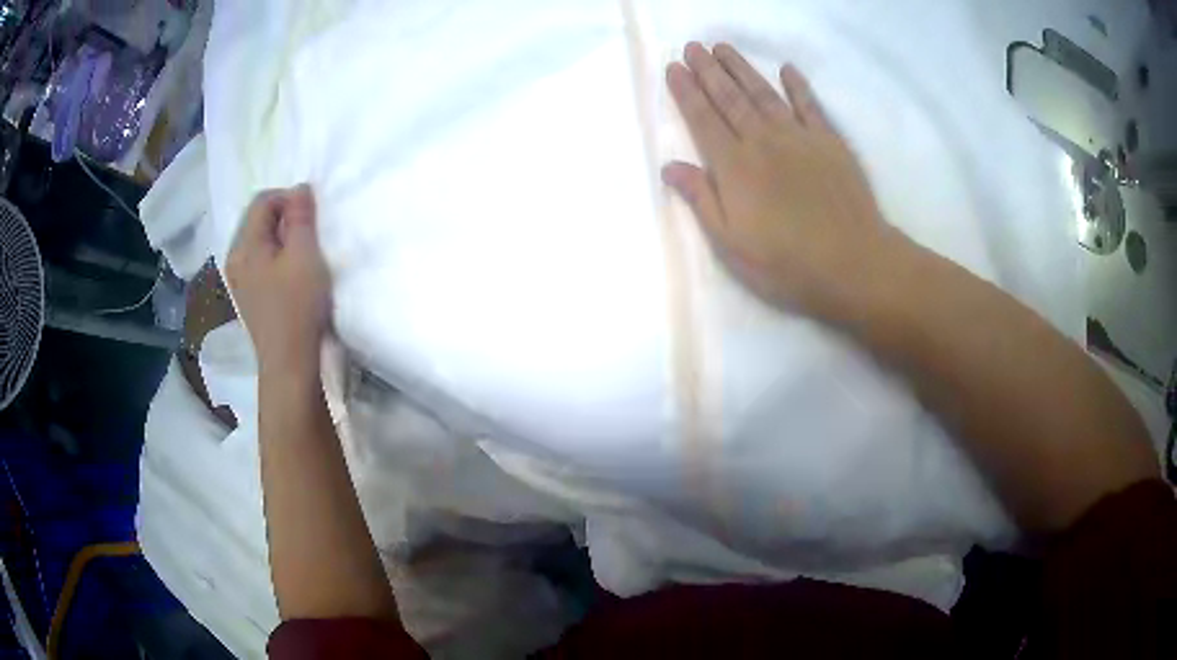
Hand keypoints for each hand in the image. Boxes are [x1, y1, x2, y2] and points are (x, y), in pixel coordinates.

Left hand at [226, 184, 331, 369]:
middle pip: (257, 219)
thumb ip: (301, 216)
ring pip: (259, 240)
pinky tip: (290, 273)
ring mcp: (238, 278)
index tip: (311, 217)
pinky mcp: (247, 294)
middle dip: (285, 217)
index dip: (289, 199)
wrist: (289, 363)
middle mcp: (235, 257)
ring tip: (302, 254)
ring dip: (282, 237)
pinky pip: (259, 260)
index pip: (263, 200)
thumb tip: (299, 188)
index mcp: (245, 245)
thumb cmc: (298, 306)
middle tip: (309, 235)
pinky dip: (276, 256)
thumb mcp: (305, 255)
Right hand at [663, 43, 904, 317]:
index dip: (686, 92)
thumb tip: (670, 166)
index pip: (703, 119)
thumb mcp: (732, 244)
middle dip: (708, 70)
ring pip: (763, 93)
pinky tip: (787, 69)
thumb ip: (701, 200)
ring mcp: (799, 137)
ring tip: (723, 48)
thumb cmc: (788, 263)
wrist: (854, 263)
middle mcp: (763, 141)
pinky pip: (810, 105)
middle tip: (693, 46)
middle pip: (729, 98)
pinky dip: (797, 86)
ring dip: (741, 68)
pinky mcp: (830, 142)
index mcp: (735, 167)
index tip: (674, 67)